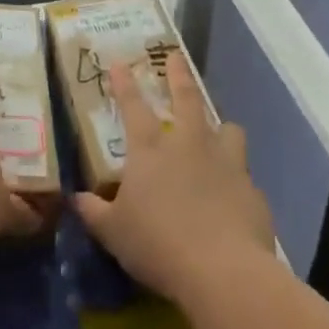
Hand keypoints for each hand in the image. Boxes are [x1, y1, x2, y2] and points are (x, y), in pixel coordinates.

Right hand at [72, 61, 275, 301]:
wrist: (223, 272)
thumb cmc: (159, 245)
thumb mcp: (115, 233)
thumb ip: (95, 213)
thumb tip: (77, 199)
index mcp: (150, 150)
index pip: (133, 106)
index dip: (124, 83)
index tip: (120, 62)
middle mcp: (188, 145)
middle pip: (186, 98)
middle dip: (179, 75)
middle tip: (176, 57)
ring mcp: (225, 163)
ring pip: (227, 129)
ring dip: (221, 128)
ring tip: (220, 131)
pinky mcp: (251, 189)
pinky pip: (244, 175)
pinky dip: (237, 179)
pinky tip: (234, 197)